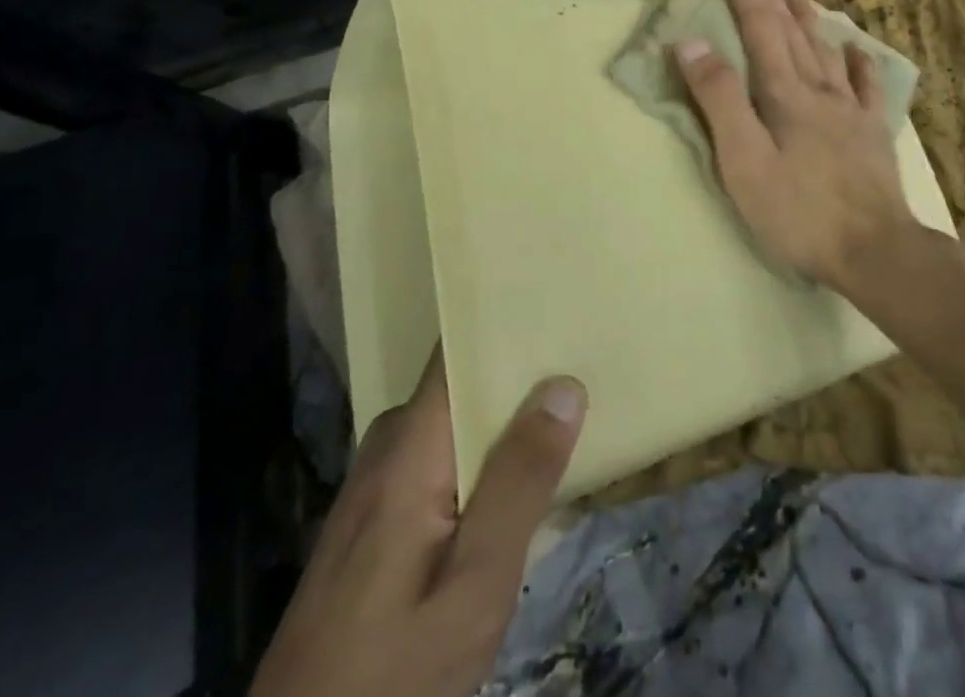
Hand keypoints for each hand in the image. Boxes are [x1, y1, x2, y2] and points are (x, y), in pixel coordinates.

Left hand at [250, 350, 585, 696]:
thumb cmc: (393, 675)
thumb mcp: (474, 587)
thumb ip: (519, 483)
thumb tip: (564, 385)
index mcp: (410, 444)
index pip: (457, 349)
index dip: (506, 324)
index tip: (559, 305)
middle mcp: (389, 444)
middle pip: (463, 385)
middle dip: (522, 377)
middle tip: (587, 366)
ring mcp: (378, 481)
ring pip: (456, 424)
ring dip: (506, 423)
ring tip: (571, 412)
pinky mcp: (377, 517)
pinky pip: (441, 459)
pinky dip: (483, 458)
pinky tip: (521, 477)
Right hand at [673, 0, 912, 287]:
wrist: (875, 249)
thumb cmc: (798, 210)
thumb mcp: (743, 160)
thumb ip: (718, 99)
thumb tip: (690, 43)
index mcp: (784, 92)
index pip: (760, 27)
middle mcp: (820, 88)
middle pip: (793, 32)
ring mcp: (852, 109)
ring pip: (827, 50)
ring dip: (809, 19)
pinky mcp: (874, 132)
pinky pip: (869, 85)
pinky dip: (859, 61)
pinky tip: (856, 50)